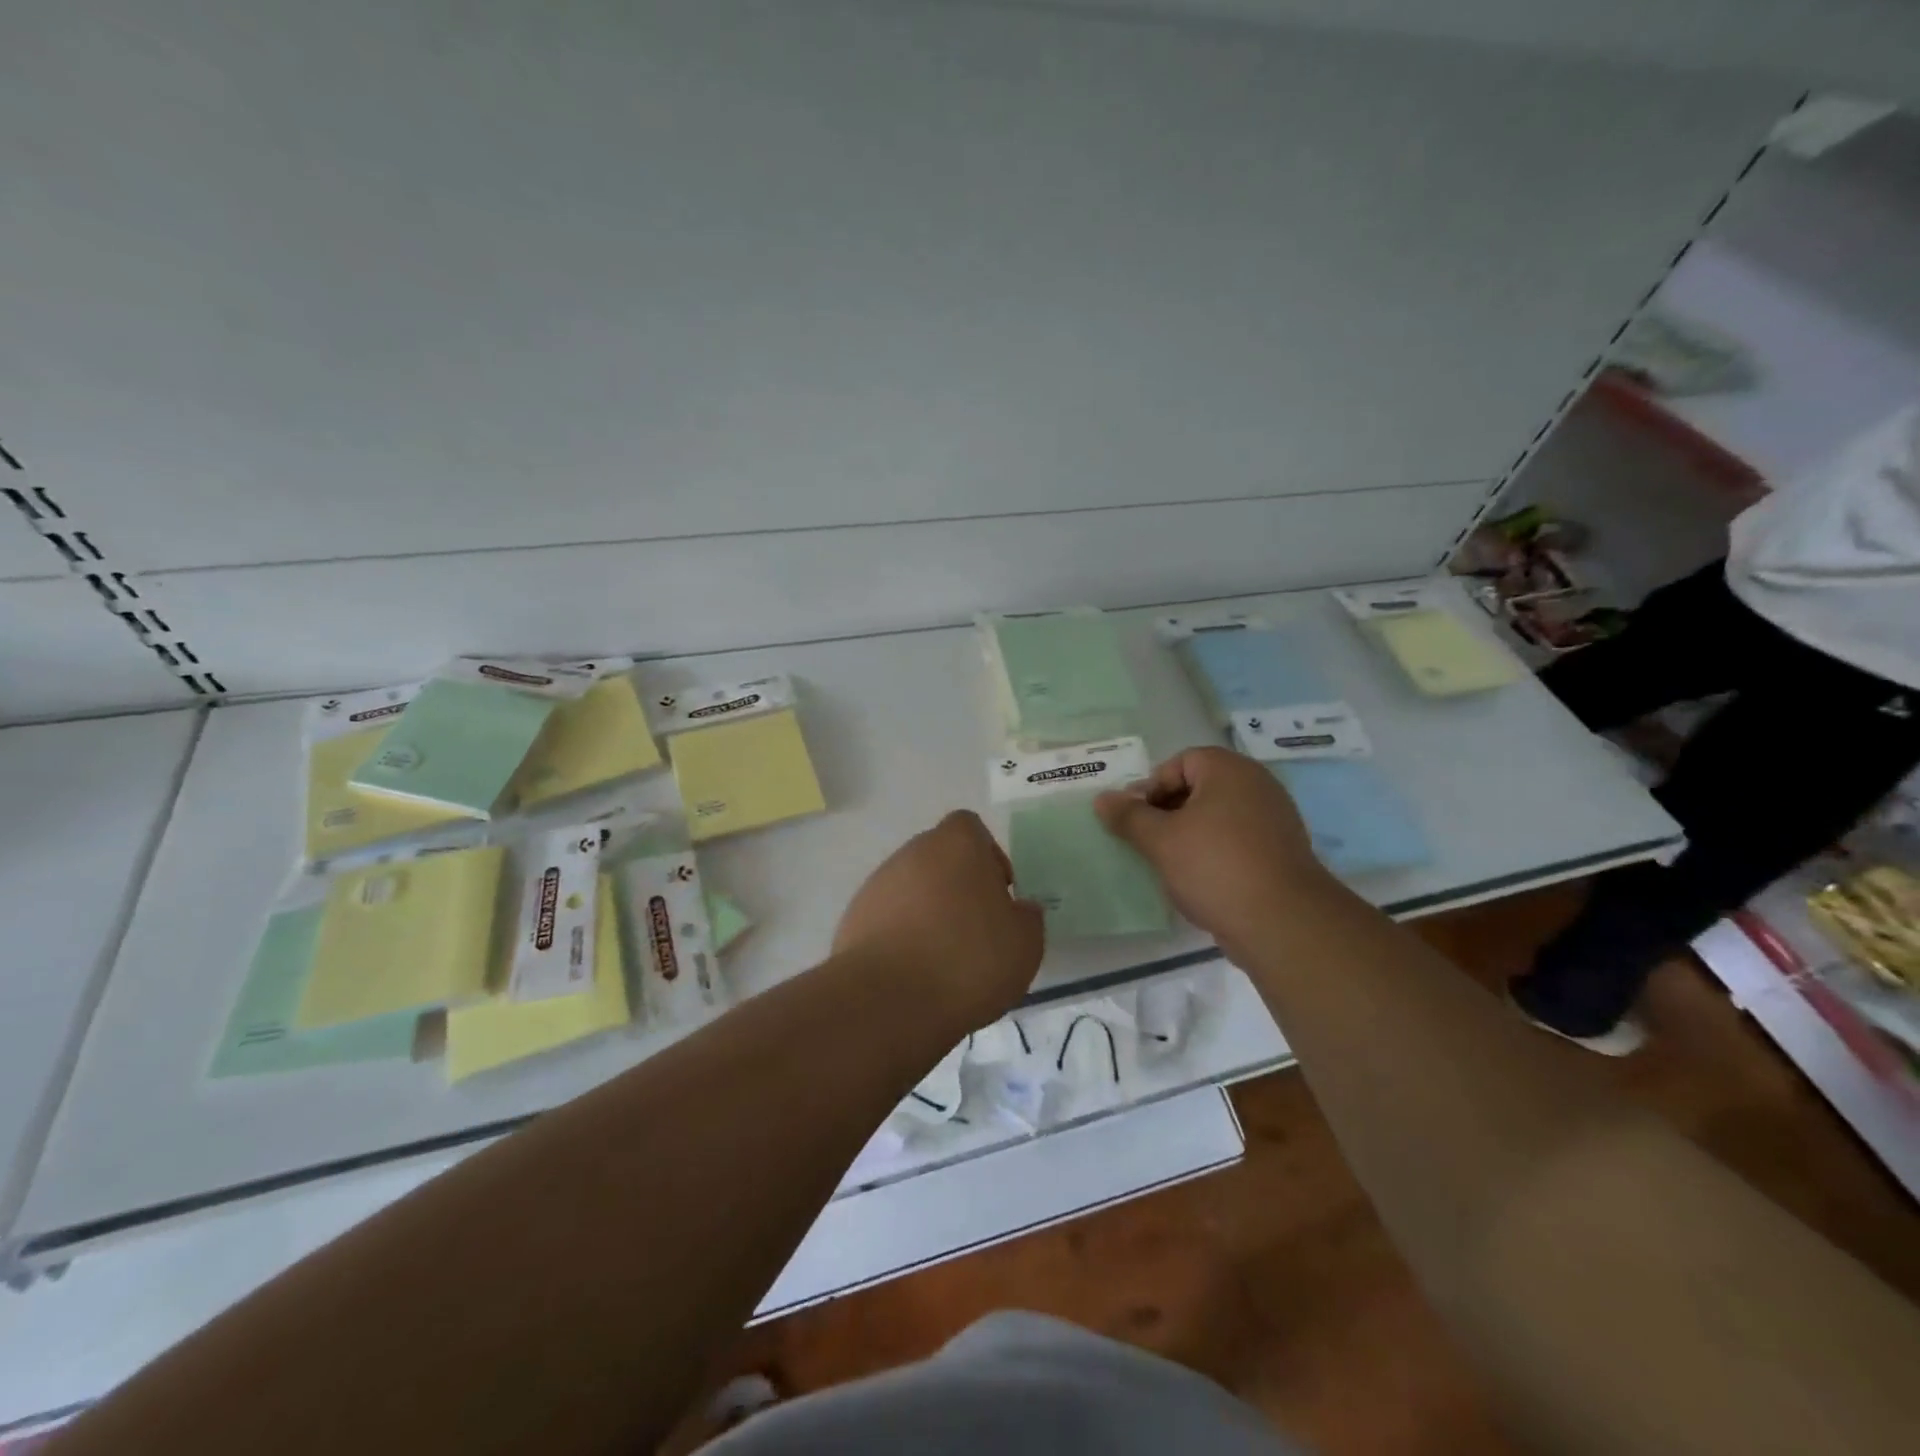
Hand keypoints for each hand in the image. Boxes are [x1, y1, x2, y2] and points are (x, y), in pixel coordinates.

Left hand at [834, 810, 1044, 1029]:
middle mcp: (913, 852)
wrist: (888, 1000)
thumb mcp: (1025, 944)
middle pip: (940, 858)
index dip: (988, 857)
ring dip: (928, 913)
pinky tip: (914, 974)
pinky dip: (901, 937)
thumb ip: (1027, 918)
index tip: (999, 897)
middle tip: (976, 931)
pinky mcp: (853, 918)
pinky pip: (887, 919)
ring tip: (944, 961)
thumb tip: (1020, 910)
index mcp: (956, 844)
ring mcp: (877, 884)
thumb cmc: (968, 960)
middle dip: (958, 887)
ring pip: (912, 889)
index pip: (971, 828)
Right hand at [1095, 747, 1332, 957]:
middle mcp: (1257, 785)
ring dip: (1189, 834)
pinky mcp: (1281, 852)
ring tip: (1168, 863)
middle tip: (1147, 841)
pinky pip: (1236, 840)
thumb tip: (1103, 799)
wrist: (1283, 923)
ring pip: (1217, 816)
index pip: (1180, 762)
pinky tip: (1199, 880)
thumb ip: (1128, 816)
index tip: (1136, 820)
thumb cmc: (1215, 867)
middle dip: (1168, 811)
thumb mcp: (1160, 840)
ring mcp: (1274, 819)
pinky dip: (1214, 852)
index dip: (1152, 787)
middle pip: (1199, 787)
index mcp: (1229, 770)